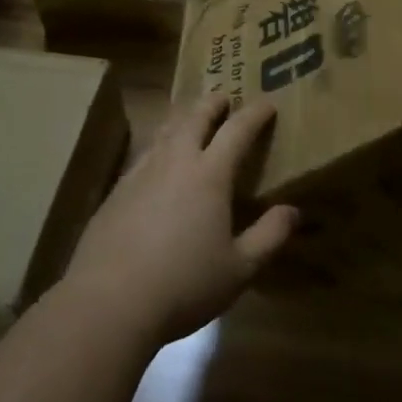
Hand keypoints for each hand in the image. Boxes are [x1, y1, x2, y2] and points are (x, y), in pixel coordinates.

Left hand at [63, 95, 297, 347]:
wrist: (108, 303)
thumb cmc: (184, 285)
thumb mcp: (240, 269)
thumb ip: (270, 236)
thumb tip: (293, 210)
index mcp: (210, 174)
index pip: (237, 130)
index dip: (255, 114)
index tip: (268, 103)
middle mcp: (175, 162)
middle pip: (195, 118)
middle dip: (213, 104)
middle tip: (224, 98)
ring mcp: (141, 173)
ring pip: (165, 131)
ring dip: (183, 119)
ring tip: (191, 120)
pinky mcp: (116, 192)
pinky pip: (143, 155)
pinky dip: (159, 146)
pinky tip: (157, 162)